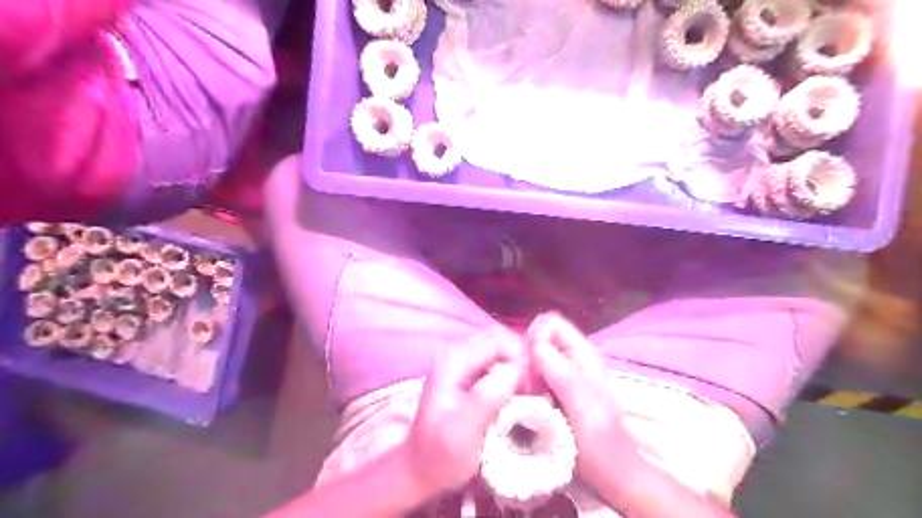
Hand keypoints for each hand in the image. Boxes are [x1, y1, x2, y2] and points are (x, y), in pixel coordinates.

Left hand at [404, 330, 524, 495]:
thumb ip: (488, 395)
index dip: (521, 358)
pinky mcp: (467, 375)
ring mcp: (461, 363)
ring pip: (500, 351)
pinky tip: (517, 396)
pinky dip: (511, 375)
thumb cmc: (440, 453)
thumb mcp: (464, 428)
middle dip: (522, 360)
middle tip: (535, 389)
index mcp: (454, 360)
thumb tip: (518, 368)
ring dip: (518, 368)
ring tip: (529, 394)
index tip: (535, 386)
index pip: (499, 340)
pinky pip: (496, 363)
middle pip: (501, 340)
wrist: (421, 470)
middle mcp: (456, 354)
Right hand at [530, 312, 630, 488]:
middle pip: (537, 339)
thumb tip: (534, 343)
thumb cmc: (600, 439)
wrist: (609, 472)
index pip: (550, 323)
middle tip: (530, 385)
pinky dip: (525, 387)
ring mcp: (561, 376)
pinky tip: (531, 405)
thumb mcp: (582, 403)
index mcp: (582, 353)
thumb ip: (560, 370)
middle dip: (527, 357)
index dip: (535, 337)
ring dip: (524, 374)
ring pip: (531, 359)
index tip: (530, 364)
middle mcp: (570, 359)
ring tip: (531, 398)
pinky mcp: (552, 393)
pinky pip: (530, 378)